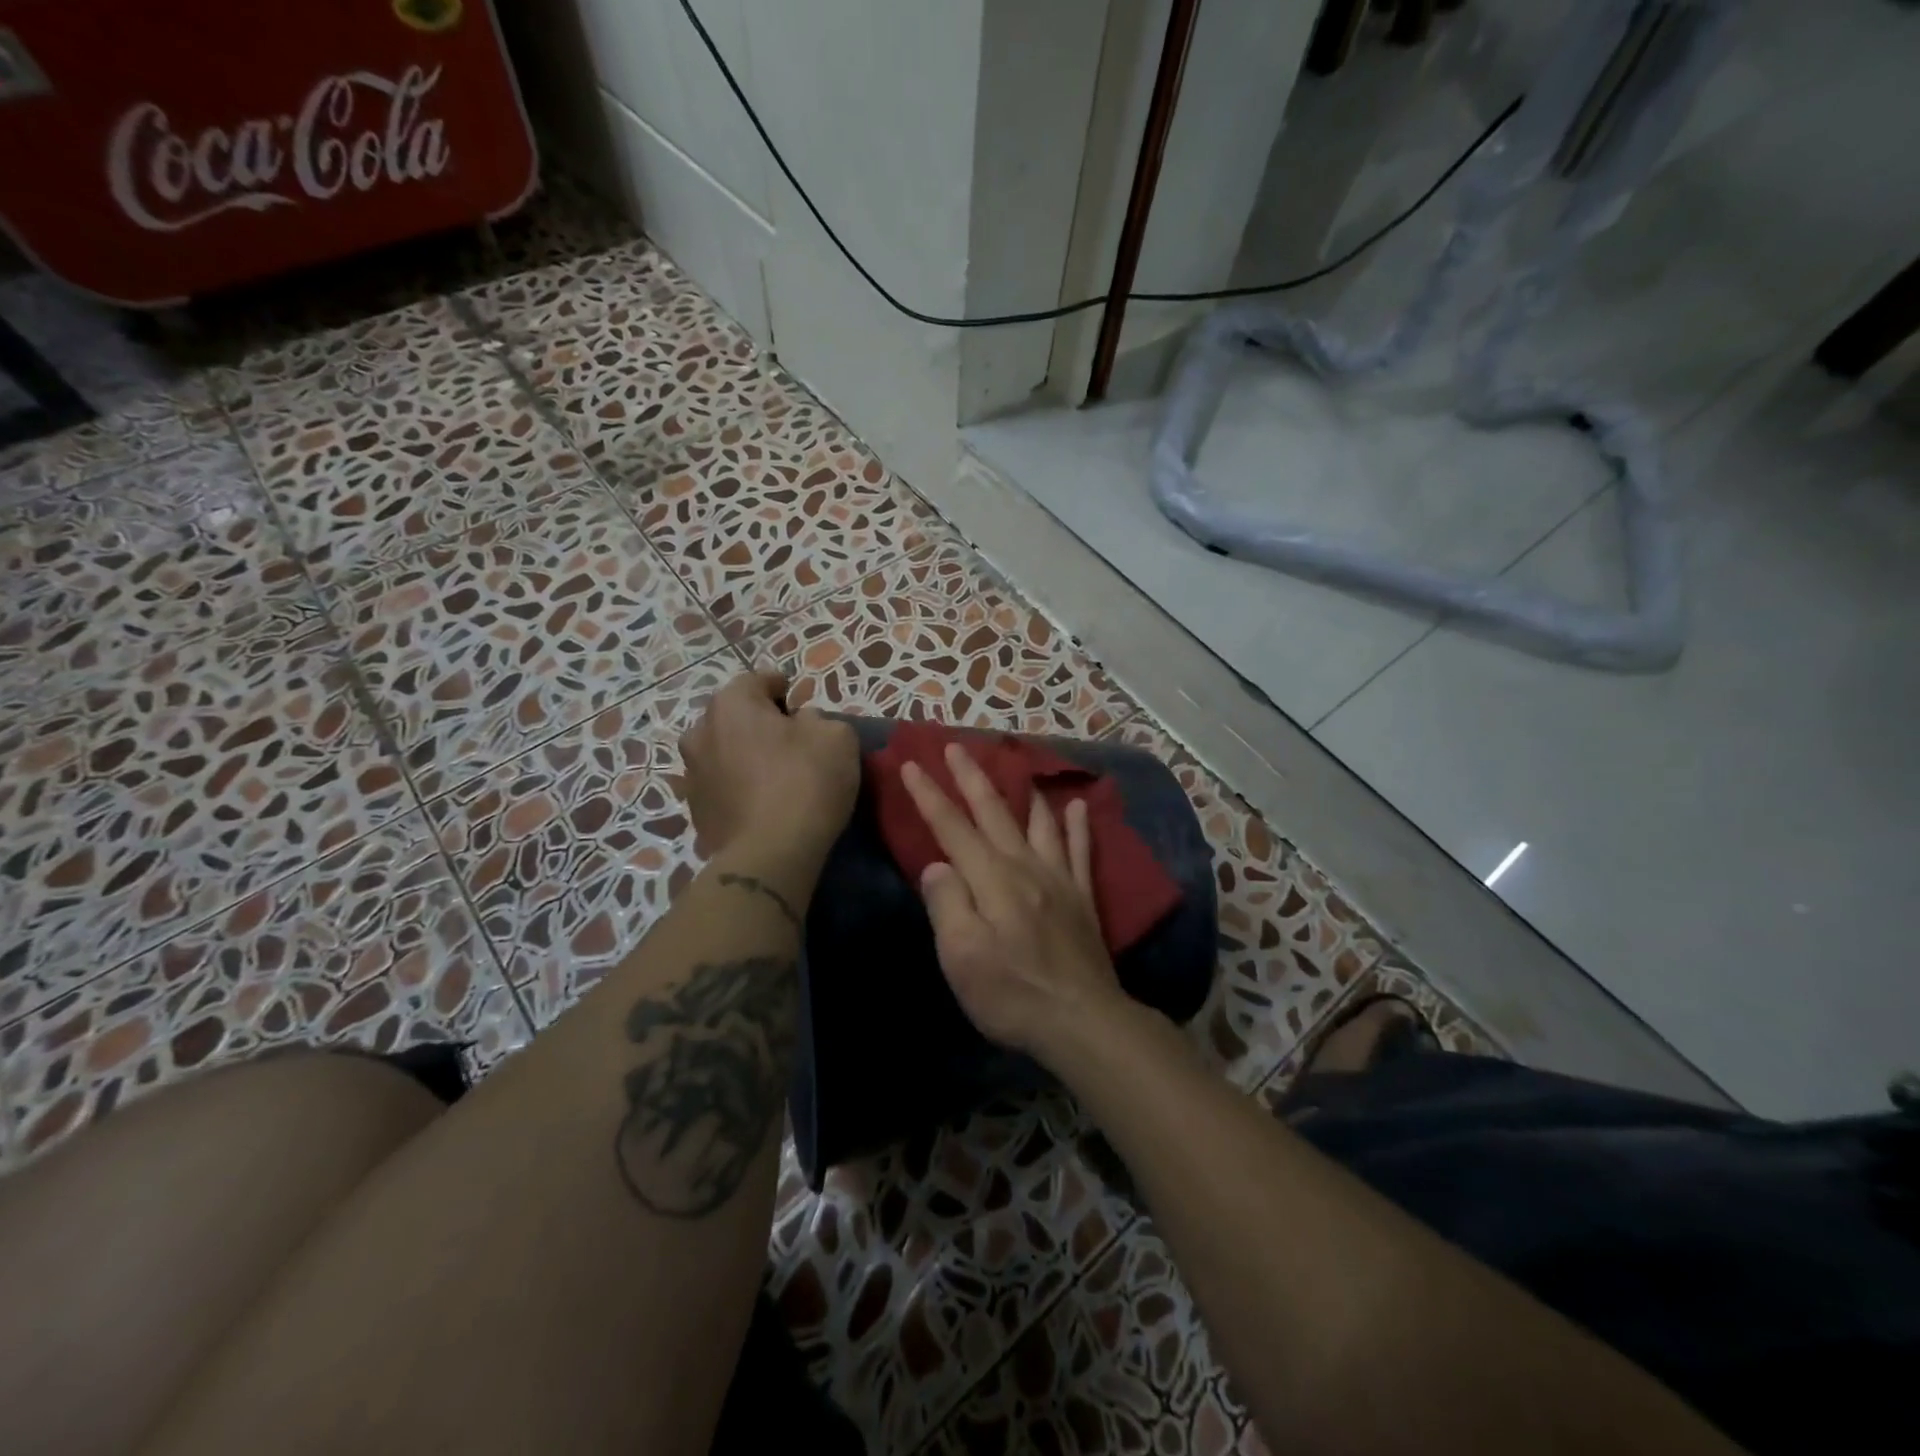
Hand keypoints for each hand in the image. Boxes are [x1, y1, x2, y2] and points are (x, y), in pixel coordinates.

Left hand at [680, 671, 859, 860]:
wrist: (769, 855)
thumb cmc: (805, 783)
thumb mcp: (837, 737)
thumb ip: (819, 719)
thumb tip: (801, 724)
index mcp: (731, 704)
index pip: (758, 680)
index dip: (781, 687)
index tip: (798, 700)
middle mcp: (700, 731)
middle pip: (735, 716)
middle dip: (759, 722)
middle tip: (790, 739)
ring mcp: (692, 773)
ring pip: (724, 751)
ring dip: (744, 754)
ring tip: (773, 773)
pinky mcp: (695, 811)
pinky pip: (722, 785)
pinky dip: (738, 786)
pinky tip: (762, 802)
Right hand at [901, 742, 1124, 1056]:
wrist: (1081, 1020)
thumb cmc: (1012, 993)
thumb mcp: (961, 957)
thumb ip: (948, 904)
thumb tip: (938, 865)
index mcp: (991, 879)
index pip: (952, 828)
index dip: (930, 796)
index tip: (913, 764)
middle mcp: (1025, 867)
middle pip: (994, 812)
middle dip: (971, 777)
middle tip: (956, 746)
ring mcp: (1059, 879)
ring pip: (1038, 822)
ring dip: (1022, 791)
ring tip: (1016, 764)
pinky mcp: (1082, 897)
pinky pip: (1081, 850)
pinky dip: (1078, 825)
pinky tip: (1077, 805)